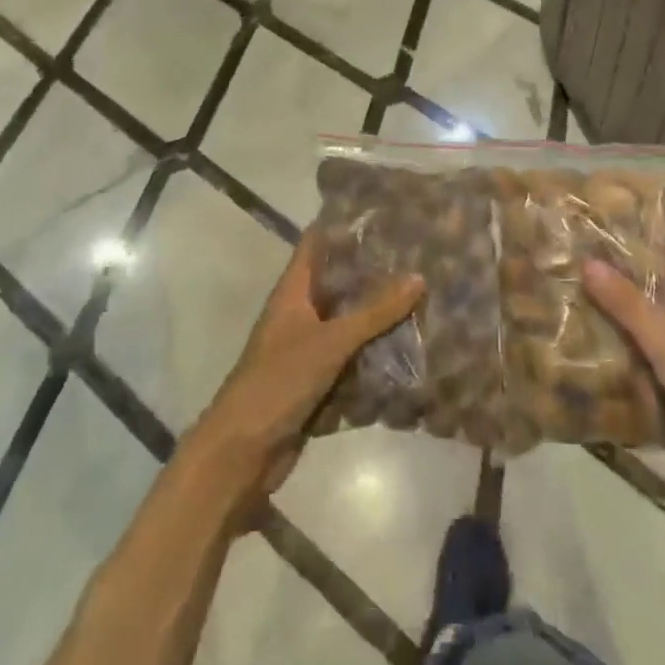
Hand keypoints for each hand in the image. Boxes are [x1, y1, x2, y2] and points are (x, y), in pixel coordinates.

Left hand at [191, 232, 423, 505]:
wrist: (243, 452)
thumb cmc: (279, 381)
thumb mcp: (331, 341)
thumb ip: (375, 312)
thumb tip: (419, 276)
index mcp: (294, 290)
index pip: (317, 242)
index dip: (344, 224)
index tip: (383, 212)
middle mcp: (300, 311)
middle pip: (338, 280)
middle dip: (372, 270)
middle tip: (417, 254)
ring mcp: (307, 346)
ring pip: (348, 319)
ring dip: (377, 312)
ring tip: (422, 294)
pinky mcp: (316, 379)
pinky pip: (351, 355)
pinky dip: (374, 349)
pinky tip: (408, 344)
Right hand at [585, 254, 664, 527]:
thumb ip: (630, 307)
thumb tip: (589, 262)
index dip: (639, 249)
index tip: (596, 239)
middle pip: (657, 302)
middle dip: (619, 292)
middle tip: (573, 279)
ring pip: (651, 342)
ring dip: (619, 333)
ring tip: (572, 317)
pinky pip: (651, 379)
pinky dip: (627, 373)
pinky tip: (592, 370)